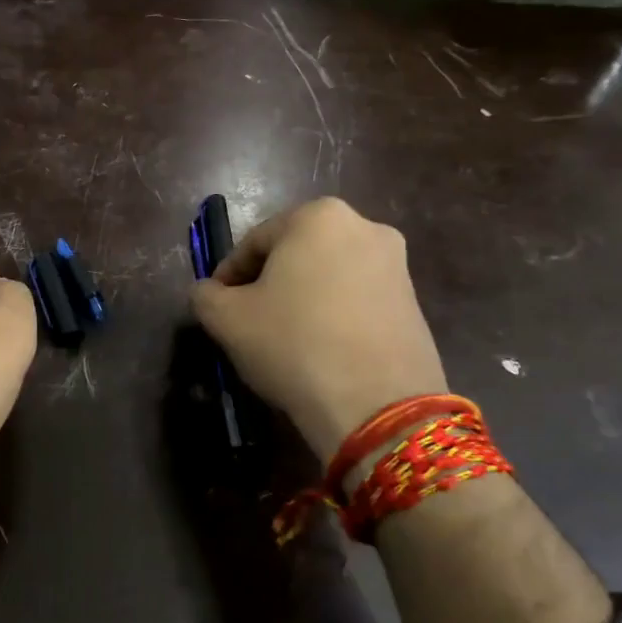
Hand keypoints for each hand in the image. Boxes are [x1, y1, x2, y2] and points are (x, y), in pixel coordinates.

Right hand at [190, 198, 447, 461]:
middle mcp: (364, 227)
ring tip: (283, 340)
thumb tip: (209, 292)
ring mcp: (397, 265)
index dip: (228, 276)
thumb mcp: (225, 319)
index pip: (254, 242)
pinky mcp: (415, 303)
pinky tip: (319, 351)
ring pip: (327, 277)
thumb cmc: (292, 344)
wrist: (377, 406)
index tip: (217, 307)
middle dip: (268, 284)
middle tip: (248, 322)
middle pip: (295, 255)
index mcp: (317, 216)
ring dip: (301, 300)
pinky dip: (333, 316)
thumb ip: (205, 295)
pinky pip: (357, 300)